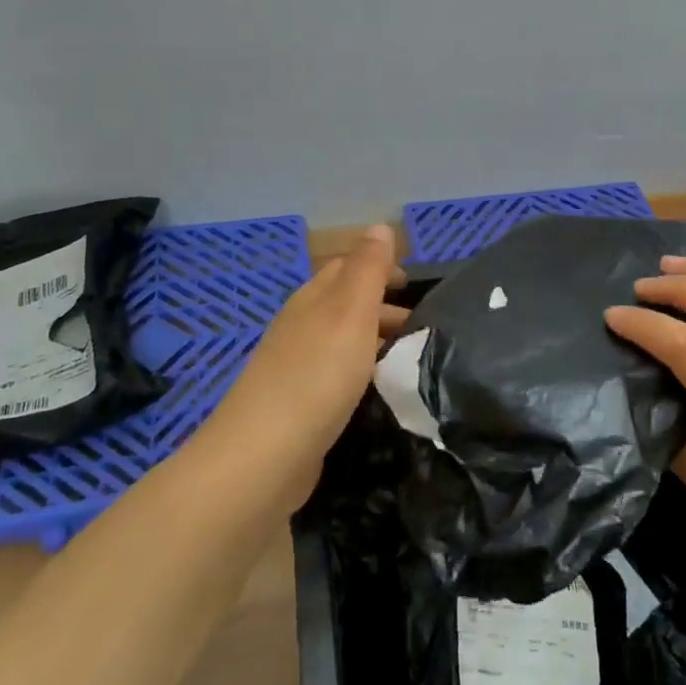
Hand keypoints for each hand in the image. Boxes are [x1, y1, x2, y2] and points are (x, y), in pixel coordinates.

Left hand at [195, 224, 405, 507]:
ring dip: (375, 341)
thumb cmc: (315, 377)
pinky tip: (379, 391)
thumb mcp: (350, 313)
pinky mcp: (297, 406)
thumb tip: (379, 225)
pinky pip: (337, 375)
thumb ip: (367, 270)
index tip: (413, 283)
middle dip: (382, 307)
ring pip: (342, 341)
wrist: (262, 459)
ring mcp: (295, 368)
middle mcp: (300, 328)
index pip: (345, 268)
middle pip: (344, 305)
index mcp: (311, 301)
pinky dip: (363, 372)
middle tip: (423, 326)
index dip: (379, 268)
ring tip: (411, 357)